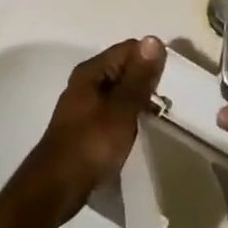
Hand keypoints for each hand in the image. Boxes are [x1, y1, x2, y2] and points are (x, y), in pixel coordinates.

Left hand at [12, 37, 166, 221]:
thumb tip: (154, 39)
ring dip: (138, 103)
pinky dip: (127, 119)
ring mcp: (84, 106)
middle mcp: (86, 83)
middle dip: (146, 83)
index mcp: (92, 71)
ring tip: (160, 120)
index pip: (129, 49)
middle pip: (124, 70)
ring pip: (119, 94)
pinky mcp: (86, 129)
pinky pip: (113, 114)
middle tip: (169, 104)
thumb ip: (139, 77)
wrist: (56, 188)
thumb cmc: (91, 144)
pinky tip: (139, 134)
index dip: (151, 61)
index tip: (171, 82)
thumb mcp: (121, 109)